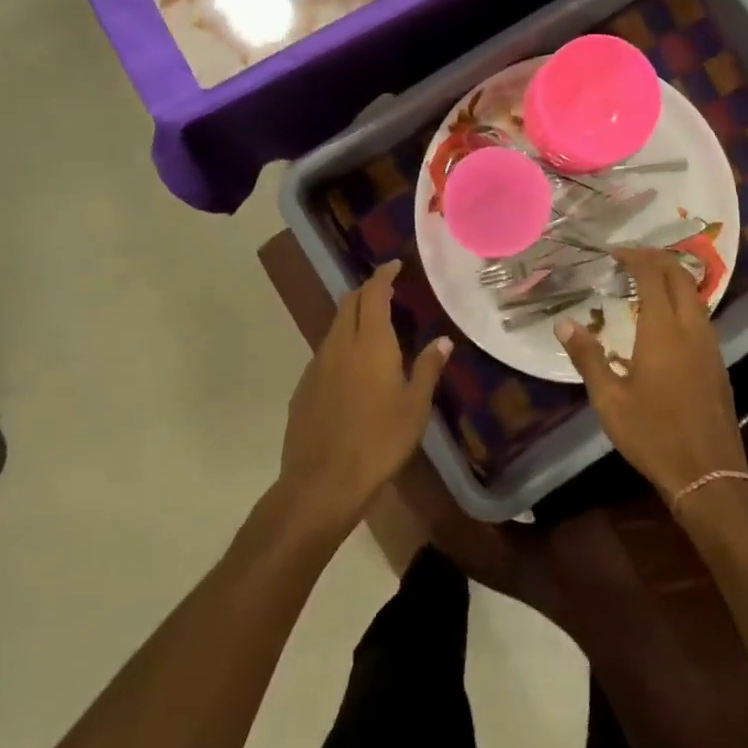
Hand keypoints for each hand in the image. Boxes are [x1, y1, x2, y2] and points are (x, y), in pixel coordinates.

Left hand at [276, 260, 450, 537]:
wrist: (322, 482)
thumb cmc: (379, 441)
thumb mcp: (415, 407)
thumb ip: (428, 368)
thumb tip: (443, 340)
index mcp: (370, 343)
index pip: (374, 294)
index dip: (383, 275)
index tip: (394, 265)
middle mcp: (340, 345)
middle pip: (349, 303)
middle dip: (366, 291)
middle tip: (386, 292)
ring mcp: (317, 365)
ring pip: (335, 327)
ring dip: (353, 318)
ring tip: (374, 329)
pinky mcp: (303, 388)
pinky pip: (325, 353)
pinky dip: (341, 345)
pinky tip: (353, 369)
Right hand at [554, 248, 747, 504]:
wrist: (708, 474)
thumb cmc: (653, 435)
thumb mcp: (609, 400)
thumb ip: (587, 357)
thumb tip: (563, 324)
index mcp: (663, 330)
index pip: (652, 276)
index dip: (635, 257)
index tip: (615, 252)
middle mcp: (691, 329)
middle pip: (680, 276)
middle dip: (657, 259)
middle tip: (631, 257)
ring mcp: (710, 345)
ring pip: (695, 295)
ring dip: (673, 278)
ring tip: (646, 281)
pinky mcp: (718, 363)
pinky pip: (701, 315)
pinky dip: (682, 301)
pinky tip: (665, 319)